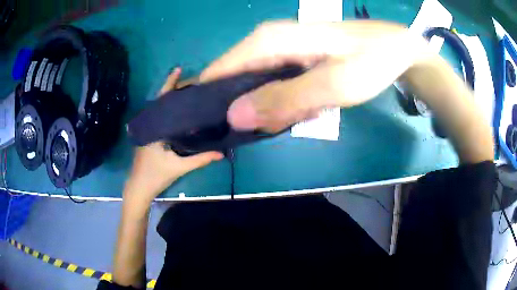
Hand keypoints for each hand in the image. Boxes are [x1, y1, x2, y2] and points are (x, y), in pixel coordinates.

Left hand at [124, 68, 223, 205]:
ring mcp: (149, 132)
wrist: (139, 188)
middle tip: (192, 81)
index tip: (178, 69)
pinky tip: (181, 114)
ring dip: (172, 101)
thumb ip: (200, 159)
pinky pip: (161, 120)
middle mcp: (150, 126)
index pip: (162, 100)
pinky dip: (170, 113)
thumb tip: (222, 153)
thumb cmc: (156, 175)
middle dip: (174, 90)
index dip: (169, 84)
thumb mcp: (180, 167)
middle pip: (161, 103)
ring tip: (189, 93)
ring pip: (161, 111)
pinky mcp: (150, 138)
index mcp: (155, 127)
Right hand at [200, 20, 430, 132]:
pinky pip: (275, 88)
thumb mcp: (331, 85)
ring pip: (256, 89)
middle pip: (234, 83)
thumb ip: (282, 100)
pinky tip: (313, 105)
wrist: (393, 49)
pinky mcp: (291, 60)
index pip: (218, 73)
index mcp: (267, 42)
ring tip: (308, 112)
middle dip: (252, 111)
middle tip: (284, 124)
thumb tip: (233, 117)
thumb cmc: (368, 61)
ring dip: (275, 110)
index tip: (220, 131)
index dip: (212, 103)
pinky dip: (289, 104)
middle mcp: (265, 43)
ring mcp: (278, 51)